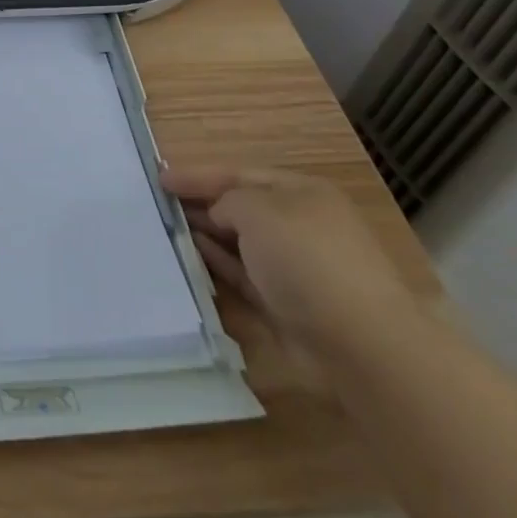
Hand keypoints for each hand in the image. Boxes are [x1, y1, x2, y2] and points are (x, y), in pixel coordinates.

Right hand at [160, 166, 423, 366]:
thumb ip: (226, 202)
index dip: (198, 175)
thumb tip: (218, 217)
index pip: (239, 174)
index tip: (159, 177)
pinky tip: (190, 260)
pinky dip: (217, 266)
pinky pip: (242, 276)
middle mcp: (299, 225)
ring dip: (205, 235)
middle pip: (240, 208)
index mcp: (301, 192)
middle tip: (156, 204)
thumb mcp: (258, 210)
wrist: (360, 343)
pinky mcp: (286, 304)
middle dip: (200, 204)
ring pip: (239, 244)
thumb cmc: (308, 259)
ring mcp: (294, 267)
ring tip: (164, 230)